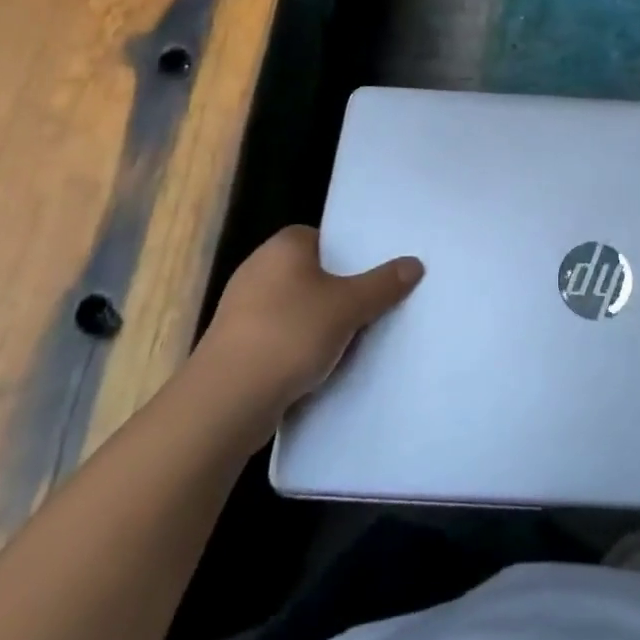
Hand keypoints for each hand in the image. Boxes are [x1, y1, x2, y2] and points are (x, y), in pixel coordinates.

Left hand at [195, 225, 423, 412]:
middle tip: (373, 305)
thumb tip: (414, 264)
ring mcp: (242, 308)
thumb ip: (383, 284)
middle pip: (313, 273)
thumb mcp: (349, 306)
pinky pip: (280, 336)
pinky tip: (321, 366)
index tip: (376, 275)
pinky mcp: (235, 345)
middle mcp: (258, 268)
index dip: (351, 255)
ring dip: (319, 322)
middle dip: (339, 290)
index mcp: (283, 245)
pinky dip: (299, 347)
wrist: (225, 402)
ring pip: (297, 307)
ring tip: (354, 339)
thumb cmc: (289, 335)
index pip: (325, 238)